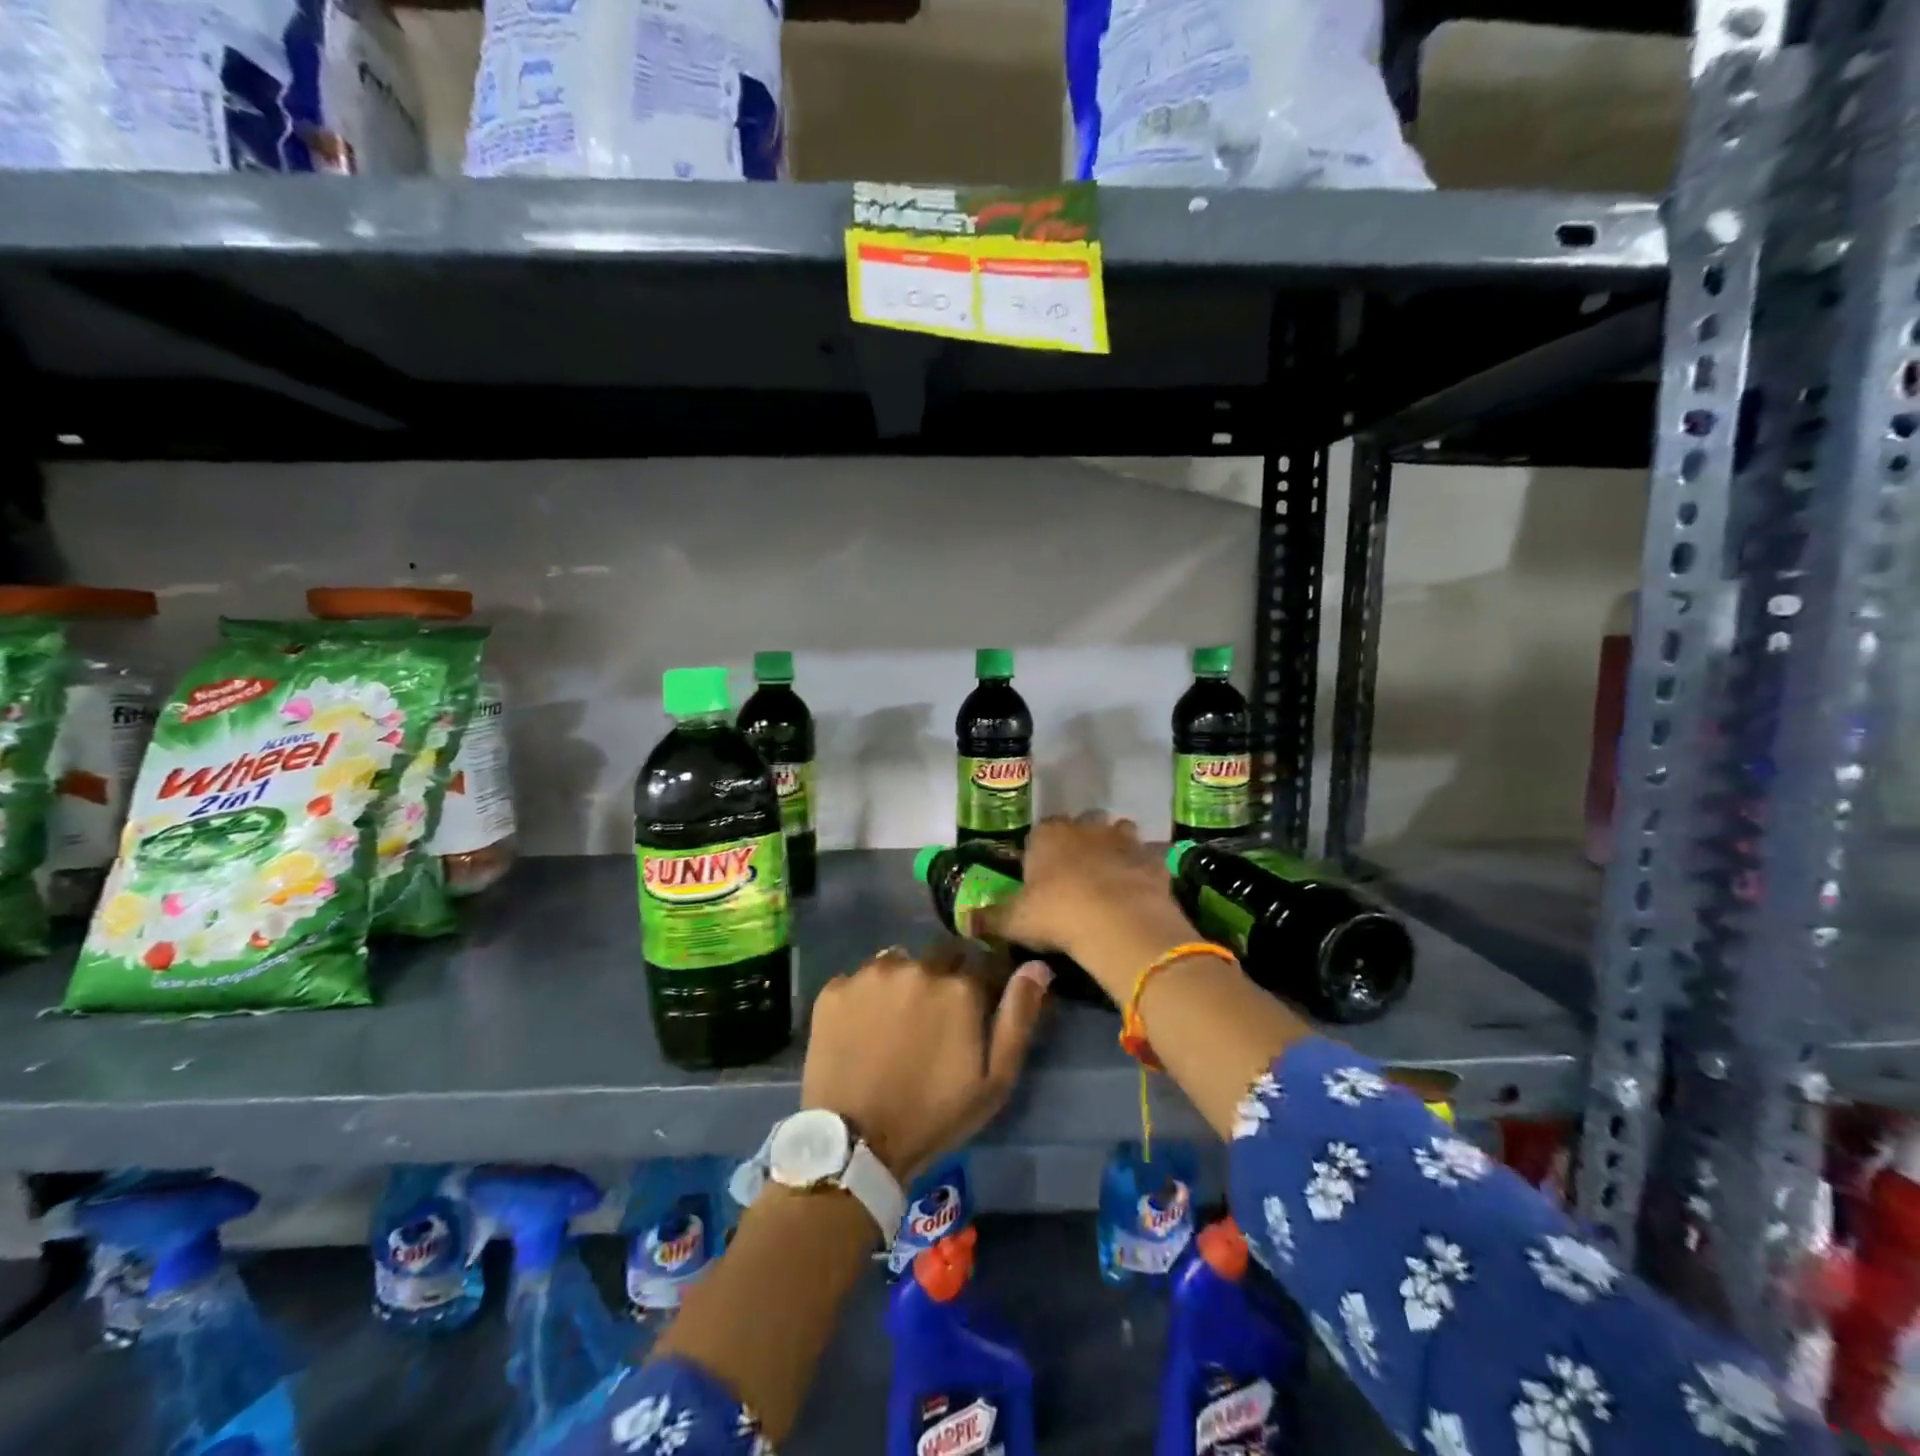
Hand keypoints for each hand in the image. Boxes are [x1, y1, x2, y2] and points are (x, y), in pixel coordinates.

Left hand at [802, 941, 1050, 1182]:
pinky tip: (862, 1029)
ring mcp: (871, 974)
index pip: (980, 960)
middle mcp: (916, 966)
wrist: (856, 1145)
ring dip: (903, 982)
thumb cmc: (934, 1115)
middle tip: (932, 1020)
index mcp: (959, 986)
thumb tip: (1037, 966)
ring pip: (898, 963)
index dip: (978, 982)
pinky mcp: (835, 988)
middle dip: (941, 978)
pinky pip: (859, 980)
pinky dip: (865, 997)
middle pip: (938, 956)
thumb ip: (1018, 1017)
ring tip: (895, 1023)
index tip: (971, 1008)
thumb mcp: (994, 1080)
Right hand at [975, 814, 1197, 1002]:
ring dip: (1114, 848)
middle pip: (1083, 825)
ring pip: (1118, 832)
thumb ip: (988, 918)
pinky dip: (1142, 869)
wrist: (1119, 921)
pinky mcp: (1152, 858)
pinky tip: (1138, 890)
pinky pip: (1147, 858)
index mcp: (1048, 834)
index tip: (1042, 874)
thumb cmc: (1057, 913)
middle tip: (1077, 875)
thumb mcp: (1014, 920)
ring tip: (1109, 878)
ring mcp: (1123, 838)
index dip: (1042, 851)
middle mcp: (1085, 827)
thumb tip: (963, 921)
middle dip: (1081, 842)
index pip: (1041, 831)